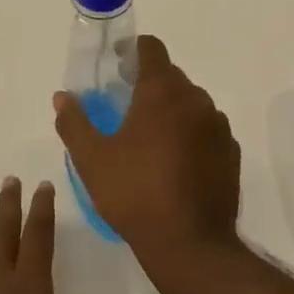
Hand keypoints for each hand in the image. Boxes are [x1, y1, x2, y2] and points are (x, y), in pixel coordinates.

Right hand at [53, 35, 243, 286]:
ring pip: (191, 103)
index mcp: (162, 93)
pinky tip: (175, 161)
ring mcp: (218, 126)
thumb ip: (74, 123)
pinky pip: (207, 129)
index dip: (132, 50)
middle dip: (148, 83)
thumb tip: (62, 97)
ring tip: (149, 136)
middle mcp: (196, 100)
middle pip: (171, 76)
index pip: (151, 49)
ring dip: (171, 109)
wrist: (190, 244)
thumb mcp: (92, 160)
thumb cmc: (135, 194)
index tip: (117, 63)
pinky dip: (190, 133)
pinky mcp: (230, 152)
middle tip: (125, 104)